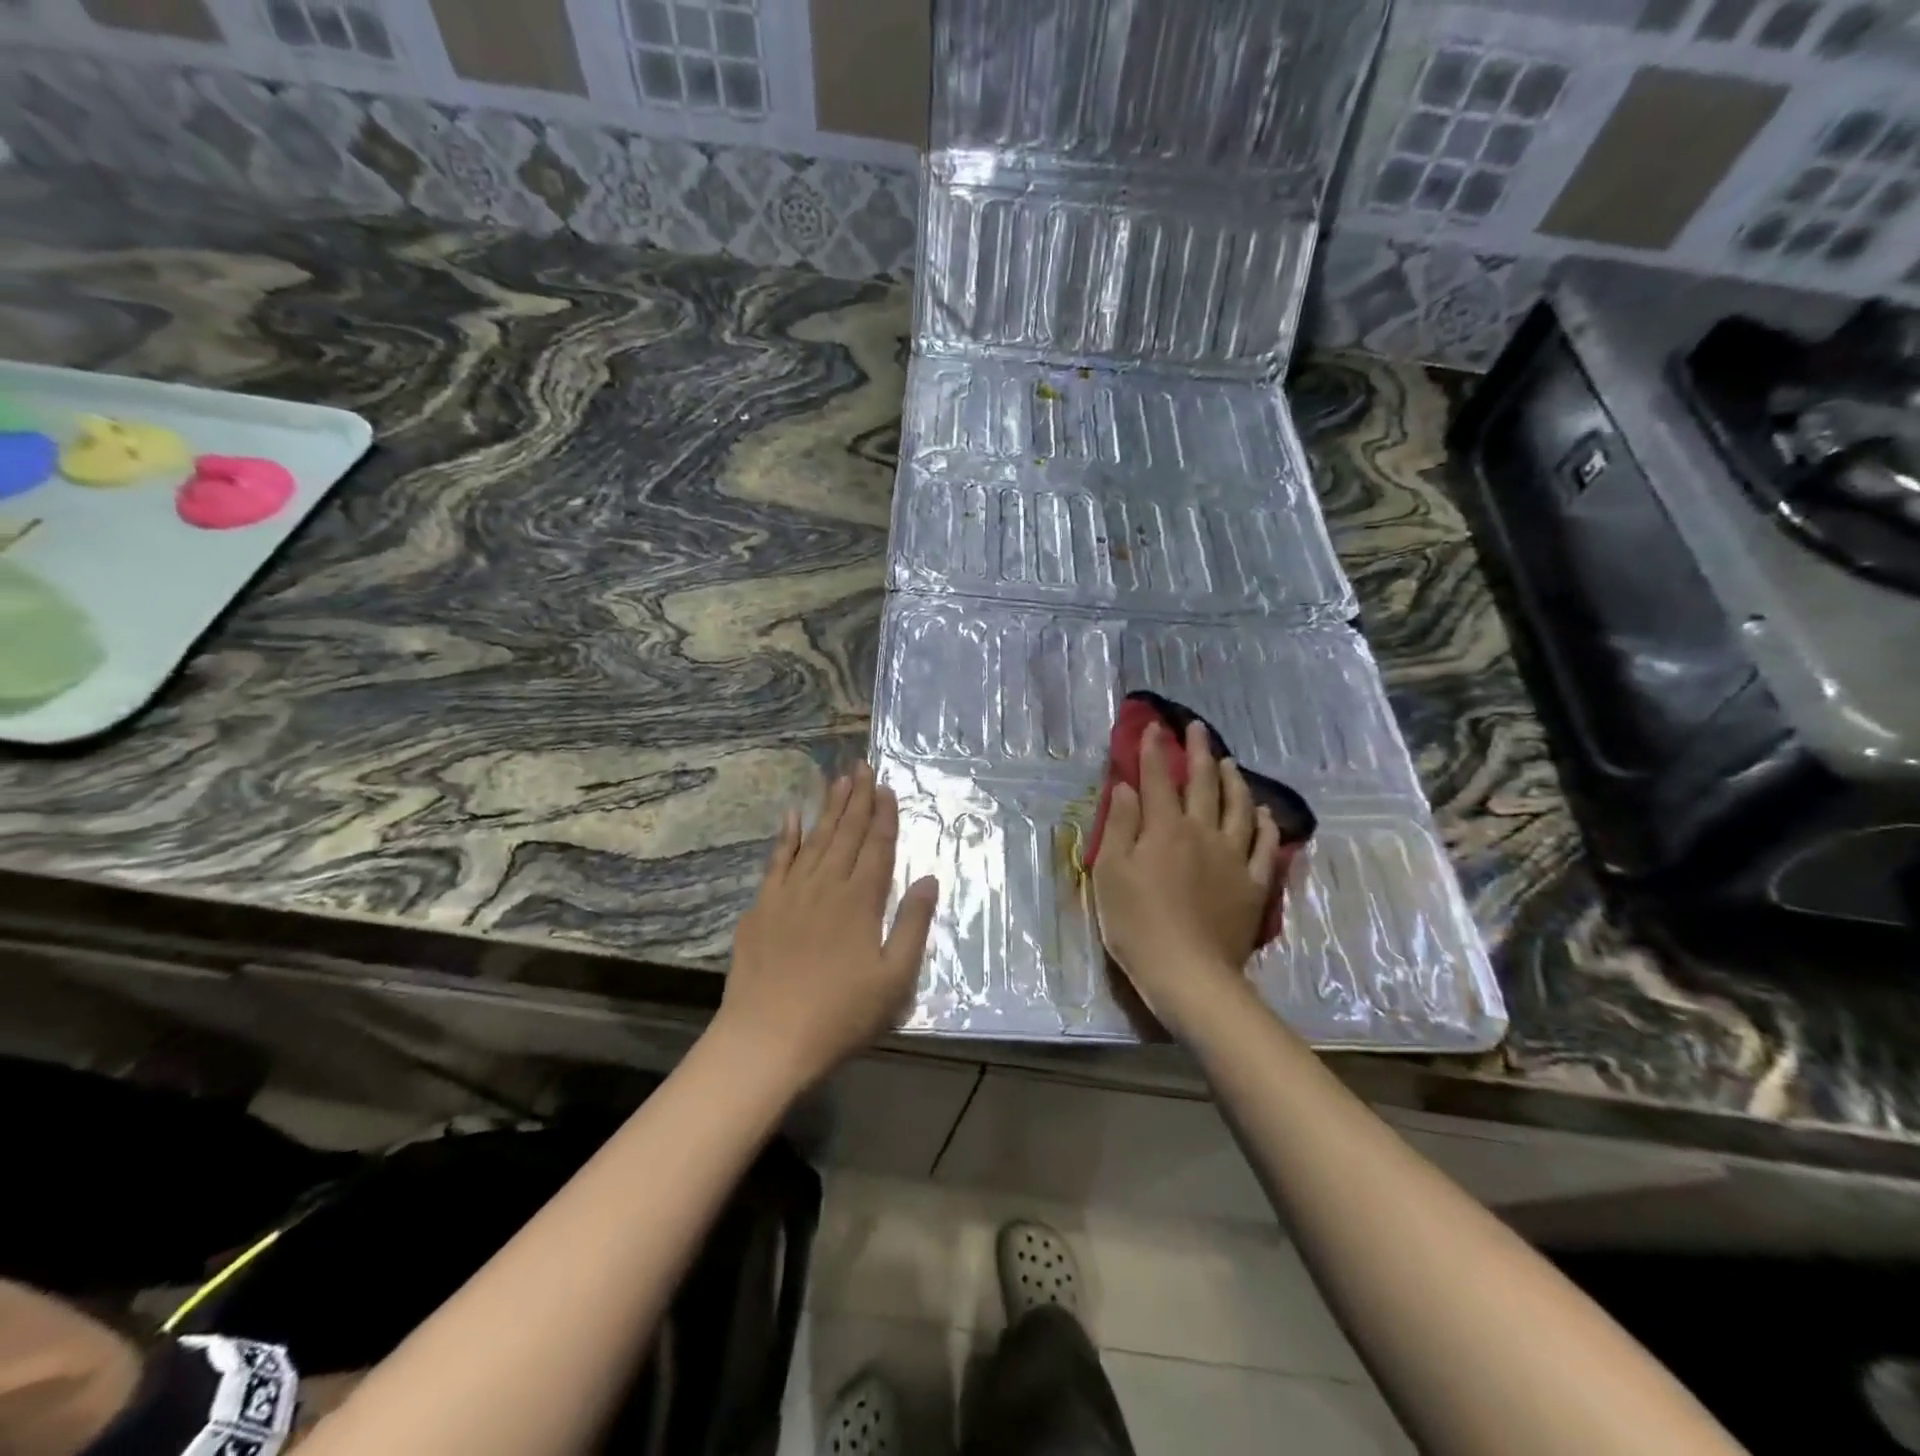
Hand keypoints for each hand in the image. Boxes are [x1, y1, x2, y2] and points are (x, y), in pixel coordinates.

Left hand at [714, 762, 939, 1090]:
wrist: (767, 1040)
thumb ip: (913, 925)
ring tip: (838, 780)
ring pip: (815, 839)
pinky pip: (777, 860)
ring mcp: (790, 893)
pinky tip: (792, 816)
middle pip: (846, 834)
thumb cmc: (840, 1015)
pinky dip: (786, 836)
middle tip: (862, 766)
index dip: (885, 817)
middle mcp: (826, 885)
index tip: (887, 788)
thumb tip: (929, 878)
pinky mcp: (762, 907)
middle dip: (858, 799)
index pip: (877, 847)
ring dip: (829, 808)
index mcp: (860, 901)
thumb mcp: (895, 979)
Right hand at [1091, 721, 1280, 1039]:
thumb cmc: (1137, 924)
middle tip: (1198, 729)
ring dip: (1233, 780)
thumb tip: (1127, 787)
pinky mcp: (1253, 884)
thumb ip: (1120, 826)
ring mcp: (1233, 857)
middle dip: (1198, 752)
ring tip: (1229, 762)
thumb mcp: (1111, 873)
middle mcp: (1202, 832)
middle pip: (1203, 783)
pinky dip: (1263, 824)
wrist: (1188, 973)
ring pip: (1238, 807)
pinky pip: (1263, 845)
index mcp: (1164, 829)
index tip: (1154, 726)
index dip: (1154, 750)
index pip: (1158, 779)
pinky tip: (1262, 813)